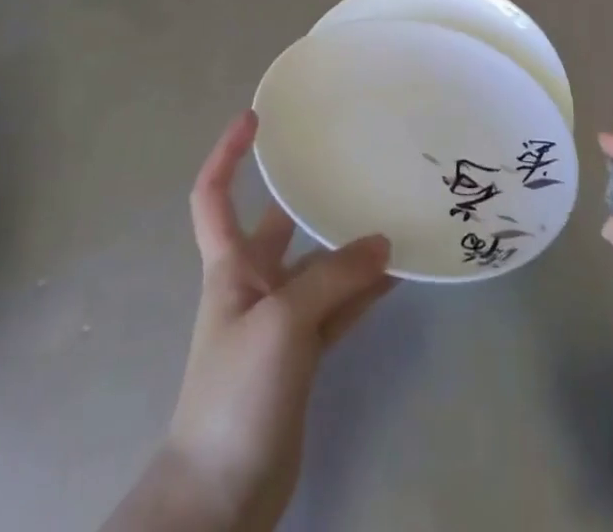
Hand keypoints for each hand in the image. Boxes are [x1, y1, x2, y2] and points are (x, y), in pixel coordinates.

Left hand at [109, 111, 392, 531]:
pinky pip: (339, 308)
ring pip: (318, 267)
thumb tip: (383, 243)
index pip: (213, 195)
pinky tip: (399, 272)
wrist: (220, 498)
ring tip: (392, 212)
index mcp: (229, 266)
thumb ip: (334, 278)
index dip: (228, 154)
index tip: (254, 118)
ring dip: (349, 245)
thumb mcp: (282, 322)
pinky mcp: (303, 356)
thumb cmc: (235, 391)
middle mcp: (253, 284)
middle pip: (278, 225)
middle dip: (306, 194)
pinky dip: (364, 291)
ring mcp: (280, 321)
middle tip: (351, 160)